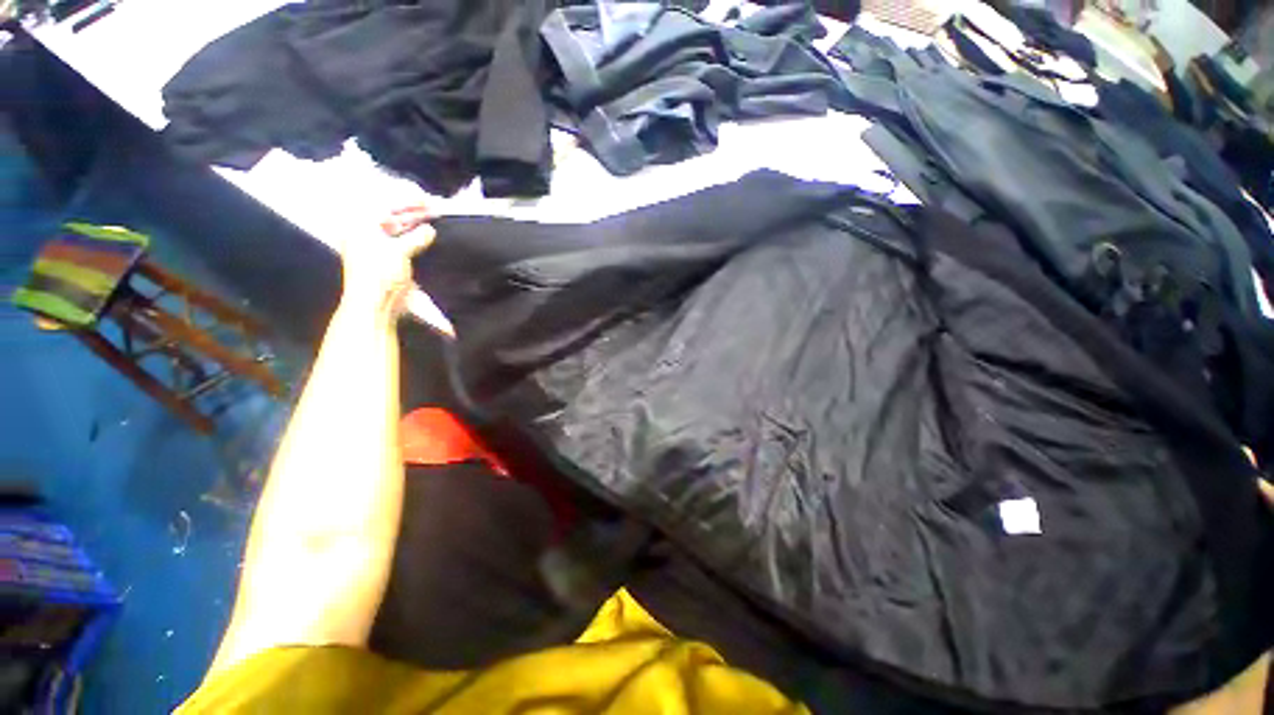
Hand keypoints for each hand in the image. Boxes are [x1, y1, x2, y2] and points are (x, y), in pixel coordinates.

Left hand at [339, 207, 434, 320]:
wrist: (374, 305)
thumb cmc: (380, 275)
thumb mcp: (398, 252)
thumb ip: (415, 238)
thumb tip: (429, 230)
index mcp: (361, 226)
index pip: (385, 205)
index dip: (407, 201)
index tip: (427, 200)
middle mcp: (365, 233)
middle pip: (390, 215)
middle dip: (412, 211)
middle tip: (432, 208)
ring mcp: (375, 246)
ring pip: (396, 228)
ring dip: (413, 223)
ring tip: (432, 218)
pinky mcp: (385, 259)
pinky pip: (400, 240)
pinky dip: (413, 236)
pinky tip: (425, 235)